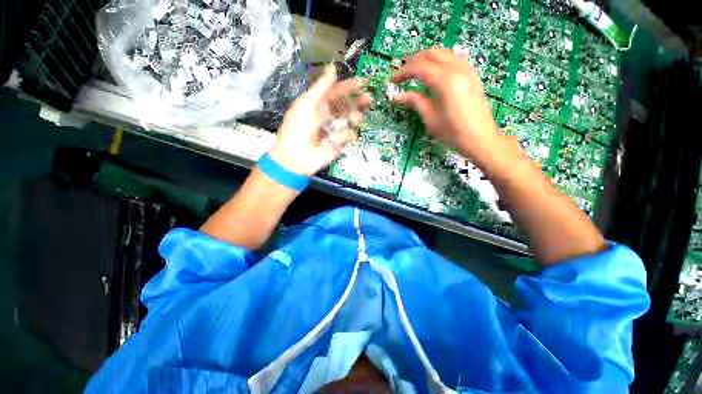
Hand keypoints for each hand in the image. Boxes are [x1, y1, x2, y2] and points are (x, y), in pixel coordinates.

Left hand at [269, 65, 370, 176]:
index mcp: (319, 105)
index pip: (336, 93)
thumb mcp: (307, 103)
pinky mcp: (338, 143)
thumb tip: (332, 67)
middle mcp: (328, 116)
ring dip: (354, 117)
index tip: (361, 82)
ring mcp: (334, 130)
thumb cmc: (298, 127)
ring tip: (355, 118)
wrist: (296, 155)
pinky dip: (344, 136)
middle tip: (368, 99)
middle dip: (357, 102)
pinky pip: (347, 136)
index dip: (348, 87)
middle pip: (347, 106)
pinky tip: (336, 138)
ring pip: (350, 121)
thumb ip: (321, 87)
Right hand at [392, 48, 502, 161]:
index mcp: (445, 82)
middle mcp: (457, 70)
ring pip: (444, 52)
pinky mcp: (472, 75)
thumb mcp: (430, 118)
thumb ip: (415, 101)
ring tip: (415, 70)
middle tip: (401, 74)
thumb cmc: (453, 133)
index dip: (403, 72)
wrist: (480, 139)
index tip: (392, 80)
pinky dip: (441, 59)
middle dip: (413, 61)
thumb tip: (397, 96)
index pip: (419, 68)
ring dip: (427, 58)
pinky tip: (436, 68)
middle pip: (431, 54)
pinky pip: (455, 57)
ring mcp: (467, 70)